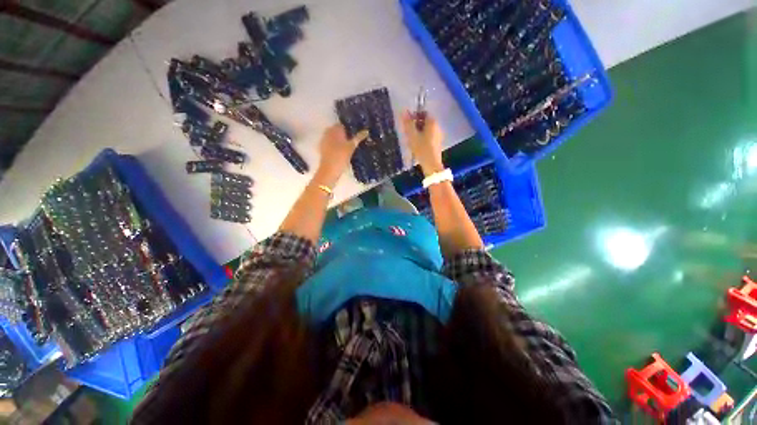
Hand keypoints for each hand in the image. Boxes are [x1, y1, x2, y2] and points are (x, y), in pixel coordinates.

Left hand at [315, 124, 367, 185]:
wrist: (329, 171)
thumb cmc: (340, 157)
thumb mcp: (351, 147)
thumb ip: (358, 138)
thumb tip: (366, 131)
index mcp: (334, 130)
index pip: (343, 124)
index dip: (350, 127)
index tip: (357, 131)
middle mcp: (327, 133)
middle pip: (338, 130)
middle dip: (346, 133)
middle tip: (355, 139)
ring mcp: (324, 141)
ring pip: (334, 137)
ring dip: (341, 140)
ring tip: (351, 145)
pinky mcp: (323, 149)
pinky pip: (331, 144)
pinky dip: (337, 146)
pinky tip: (343, 151)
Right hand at [401, 111, 443, 175]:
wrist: (431, 165)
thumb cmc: (421, 149)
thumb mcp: (412, 136)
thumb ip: (407, 123)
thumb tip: (403, 111)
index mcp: (432, 122)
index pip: (423, 113)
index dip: (414, 116)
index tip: (407, 123)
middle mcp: (437, 127)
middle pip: (425, 121)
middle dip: (416, 124)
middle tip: (407, 131)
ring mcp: (439, 135)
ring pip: (427, 129)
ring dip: (419, 132)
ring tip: (411, 139)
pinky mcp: (437, 144)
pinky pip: (429, 136)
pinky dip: (423, 138)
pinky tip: (417, 145)